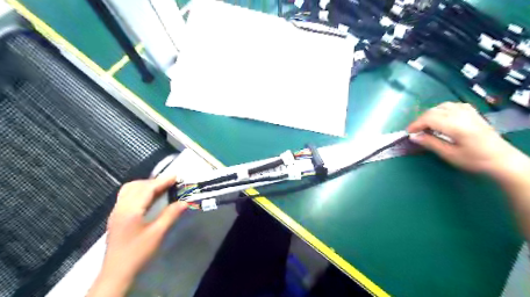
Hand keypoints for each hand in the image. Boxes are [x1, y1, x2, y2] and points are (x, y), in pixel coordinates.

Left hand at [87, 175, 186, 295]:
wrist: (116, 272)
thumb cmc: (138, 252)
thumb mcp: (157, 233)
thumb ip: (170, 215)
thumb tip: (185, 202)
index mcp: (130, 210)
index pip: (147, 189)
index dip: (162, 181)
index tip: (176, 176)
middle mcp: (120, 207)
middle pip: (137, 186)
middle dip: (154, 181)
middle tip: (170, 183)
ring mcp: (116, 211)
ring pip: (129, 189)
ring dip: (145, 185)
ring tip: (159, 188)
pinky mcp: (115, 216)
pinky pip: (126, 195)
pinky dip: (138, 191)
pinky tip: (147, 198)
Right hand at [407, 102, 527, 181]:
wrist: (502, 159)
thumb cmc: (474, 160)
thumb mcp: (450, 155)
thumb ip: (431, 143)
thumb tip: (414, 137)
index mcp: (456, 126)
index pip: (429, 118)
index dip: (415, 124)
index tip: (408, 133)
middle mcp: (462, 115)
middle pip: (434, 111)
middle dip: (420, 120)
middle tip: (415, 131)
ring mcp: (468, 112)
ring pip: (442, 106)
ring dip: (430, 114)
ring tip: (426, 125)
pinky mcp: (473, 113)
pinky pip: (452, 105)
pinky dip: (441, 110)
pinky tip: (441, 118)